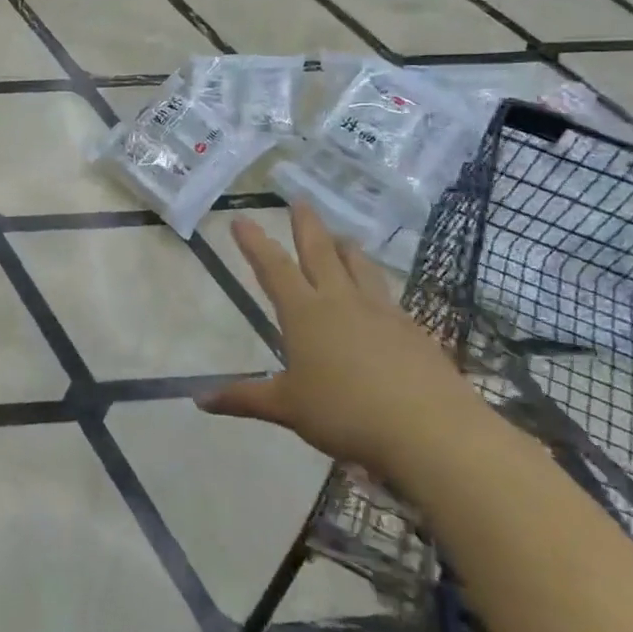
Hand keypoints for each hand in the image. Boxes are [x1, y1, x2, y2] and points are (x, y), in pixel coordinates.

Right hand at [202, 204, 488, 481]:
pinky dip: (376, 285)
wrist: (431, 430)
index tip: (241, 219)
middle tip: (300, 200)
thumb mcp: (288, 408)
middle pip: (320, 252)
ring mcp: (382, 312)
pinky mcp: (413, 331)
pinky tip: (379, 297)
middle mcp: (341, 301)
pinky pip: (388, 296)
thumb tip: (201, 400)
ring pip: (360, 267)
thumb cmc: (346, 414)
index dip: (255, 243)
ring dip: (346, 248)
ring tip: (341, 237)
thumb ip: (245, 398)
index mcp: (305, 313)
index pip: (274, 268)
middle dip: (306, 225)